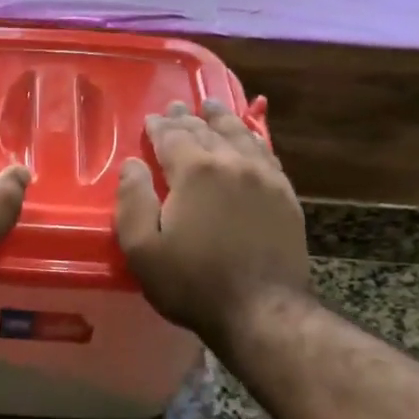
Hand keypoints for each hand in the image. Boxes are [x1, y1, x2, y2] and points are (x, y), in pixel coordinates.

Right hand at [115, 98, 310, 342]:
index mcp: (196, 172)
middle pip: (207, 131)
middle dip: (188, 119)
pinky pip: (266, 155)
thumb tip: (132, 165)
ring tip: (213, 108)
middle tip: (178, 108)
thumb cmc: (192, 283)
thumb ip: (132, 200)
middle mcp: (233, 163)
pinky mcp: (285, 196)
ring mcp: (265, 178)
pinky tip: (248, 140)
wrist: (261, 310)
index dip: (159, 127)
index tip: (151, 119)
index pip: (173, 137)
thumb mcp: (142, 249)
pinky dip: (252, 139)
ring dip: (223, 120)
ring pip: (241, 136)